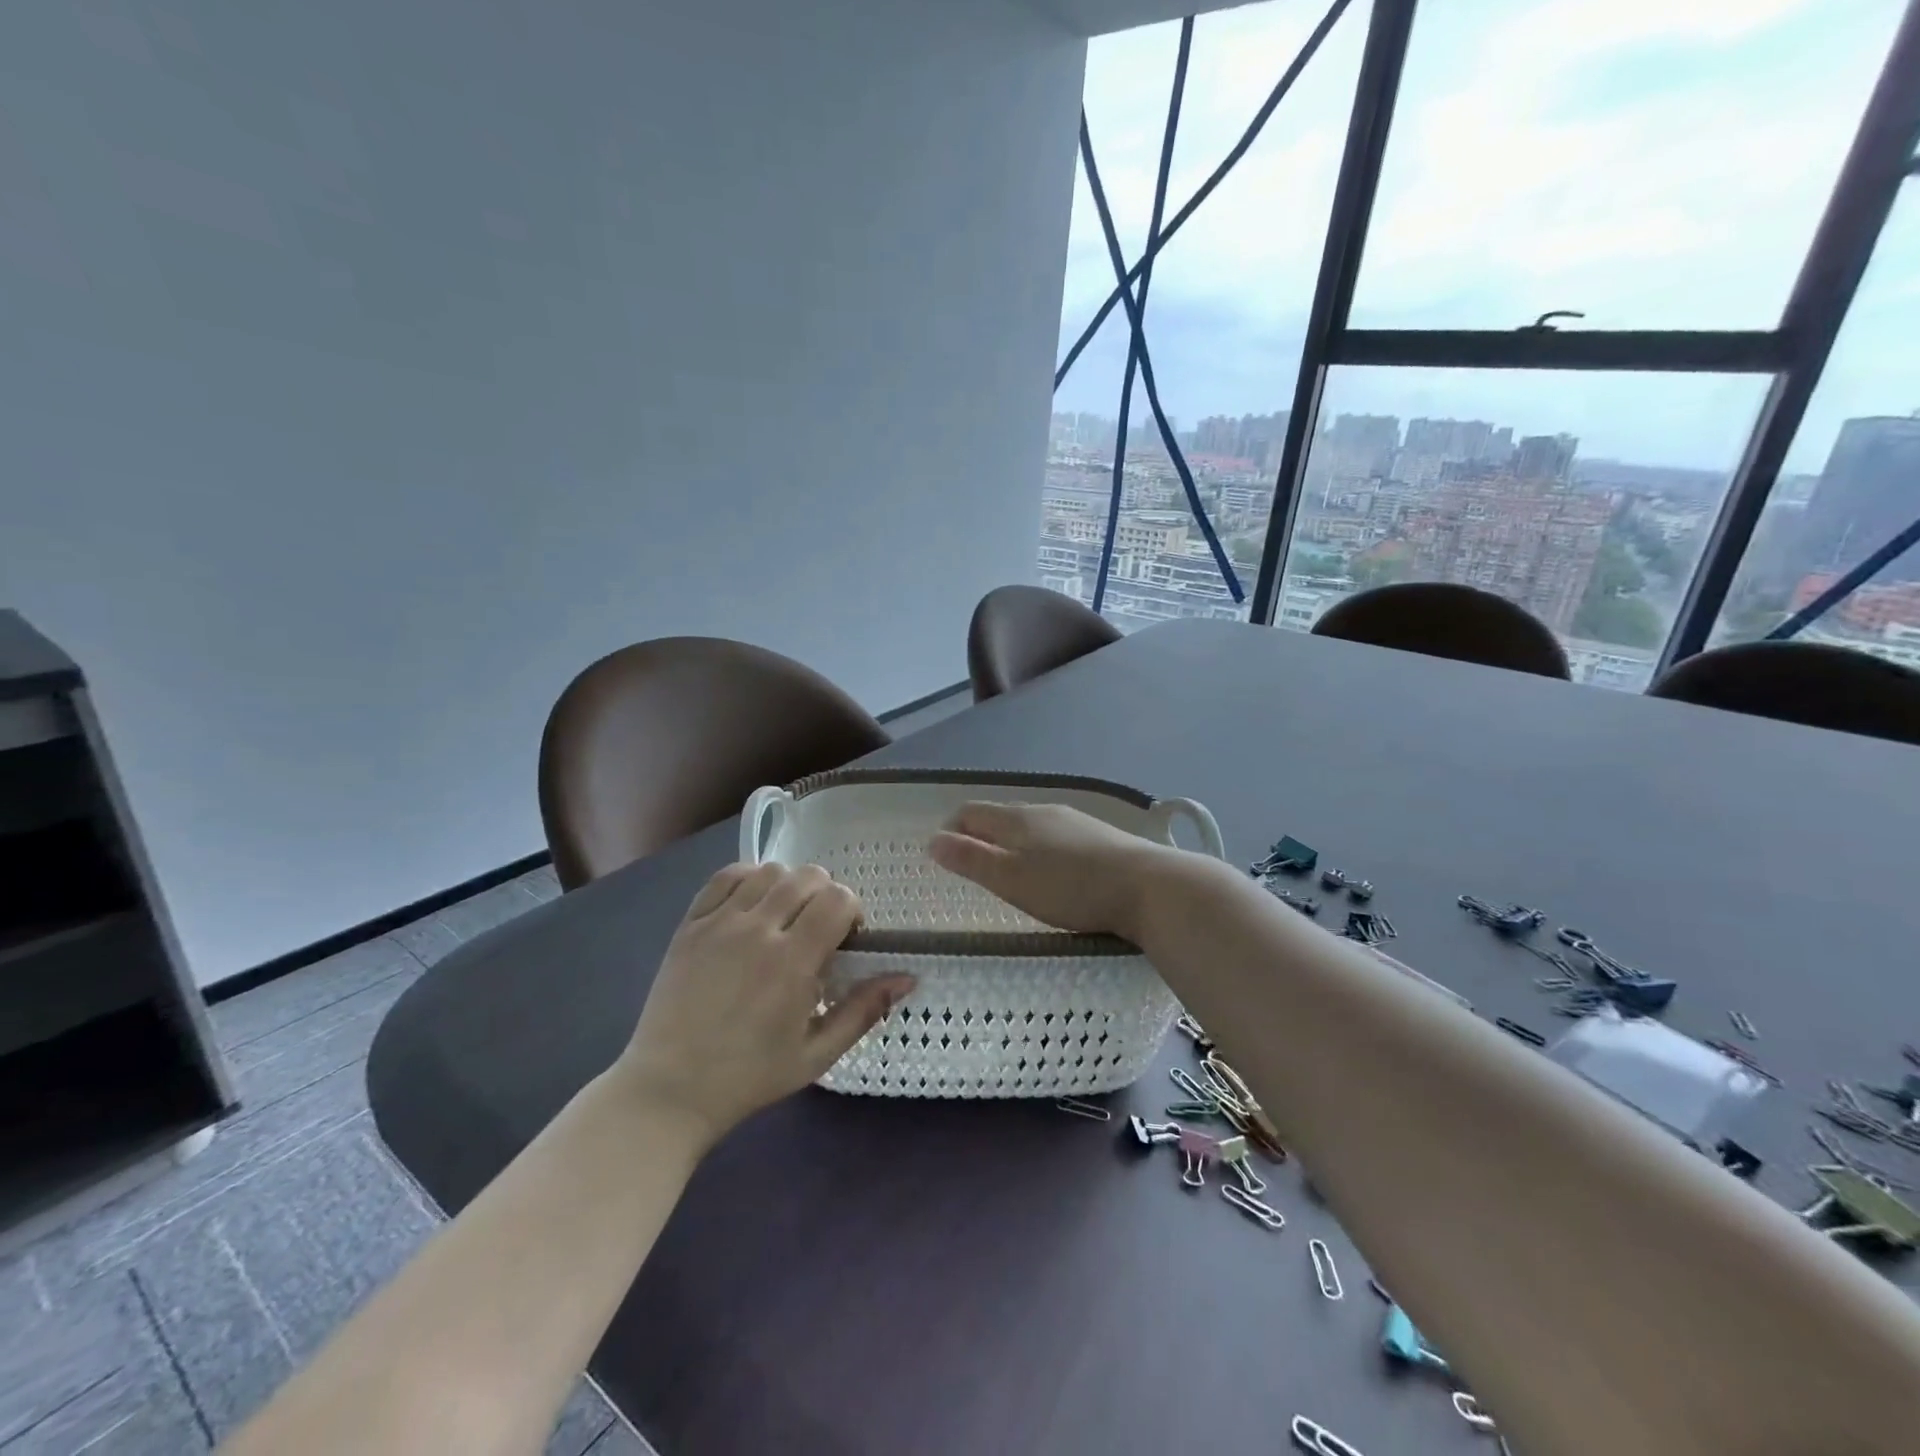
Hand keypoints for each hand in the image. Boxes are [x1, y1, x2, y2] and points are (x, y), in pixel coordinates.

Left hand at [616, 864, 913, 1144]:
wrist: (669, 1091)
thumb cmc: (749, 1077)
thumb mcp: (817, 1054)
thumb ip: (863, 1010)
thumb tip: (908, 977)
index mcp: (792, 962)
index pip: (838, 899)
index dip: (852, 911)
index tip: (846, 939)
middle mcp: (756, 931)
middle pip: (808, 877)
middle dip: (826, 895)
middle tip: (818, 930)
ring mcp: (718, 923)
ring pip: (769, 871)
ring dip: (789, 887)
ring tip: (785, 918)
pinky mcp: (689, 924)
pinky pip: (725, 877)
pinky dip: (747, 879)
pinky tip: (751, 906)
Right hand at [928, 801, 1170, 939]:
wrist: (1149, 887)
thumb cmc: (1071, 888)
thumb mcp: (1012, 880)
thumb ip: (971, 860)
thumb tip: (932, 840)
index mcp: (1017, 818)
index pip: (971, 812)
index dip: (951, 829)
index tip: (943, 854)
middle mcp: (1044, 810)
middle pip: (1001, 816)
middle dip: (980, 835)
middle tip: (972, 866)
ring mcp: (1075, 821)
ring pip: (1031, 825)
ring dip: (1011, 842)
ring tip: (1010, 870)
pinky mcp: (1100, 837)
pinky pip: (1056, 836)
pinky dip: (1040, 849)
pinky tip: (1053, 871)